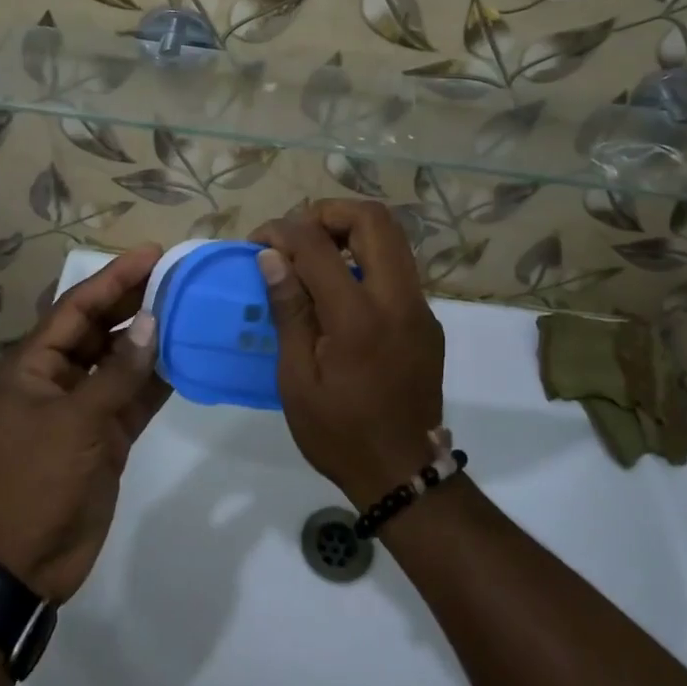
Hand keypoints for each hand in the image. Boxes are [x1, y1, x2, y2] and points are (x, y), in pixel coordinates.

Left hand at [0, 244, 167, 603]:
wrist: (23, 562)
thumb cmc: (36, 480)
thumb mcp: (75, 422)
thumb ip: (117, 373)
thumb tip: (152, 323)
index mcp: (35, 365)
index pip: (78, 307)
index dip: (114, 277)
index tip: (152, 254)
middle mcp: (59, 377)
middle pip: (101, 327)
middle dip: (135, 301)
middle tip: (177, 275)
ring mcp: (84, 406)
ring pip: (122, 360)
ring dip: (151, 337)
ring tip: (189, 308)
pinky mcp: (106, 434)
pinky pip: (136, 395)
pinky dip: (159, 378)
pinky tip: (187, 357)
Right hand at [252, 201, 444, 506]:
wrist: (404, 474)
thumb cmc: (339, 432)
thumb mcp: (297, 379)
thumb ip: (289, 310)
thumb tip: (271, 256)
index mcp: (359, 318)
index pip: (319, 245)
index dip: (283, 230)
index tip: (259, 241)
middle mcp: (398, 299)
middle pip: (373, 218)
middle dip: (328, 212)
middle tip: (296, 235)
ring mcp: (420, 307)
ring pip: (393, 236)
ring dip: (351, 230)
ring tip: (315, 254)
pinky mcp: (427, 319)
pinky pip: (398, 266)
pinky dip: (366, 257)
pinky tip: (340, 288)